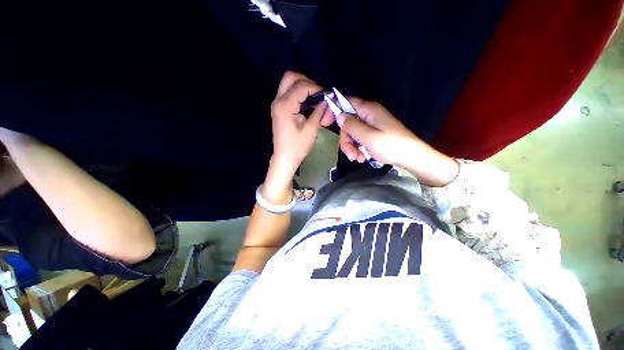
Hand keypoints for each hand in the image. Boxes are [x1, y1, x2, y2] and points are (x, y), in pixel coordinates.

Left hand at [262, 72, 327, 203]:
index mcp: (285, 105)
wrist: (285, 157)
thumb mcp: (311, 129)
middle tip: (318, 93)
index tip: (326, 96)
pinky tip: (308, 104)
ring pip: (288, 83)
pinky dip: (299, 94)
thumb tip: (327, 101)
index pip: (302, 86)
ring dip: (303, 87)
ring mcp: (277, 104)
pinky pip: (288, 93)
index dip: (316, 88)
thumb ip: (319, 112)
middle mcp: (278, 100)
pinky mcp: (279, 108)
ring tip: (315, 98)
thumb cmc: (297, 146)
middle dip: (306, 81)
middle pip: (290, 77)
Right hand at [326, 98, 458, 186]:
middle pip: (347, 123)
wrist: (410, 157)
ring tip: (358, 159)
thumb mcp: (368, 137)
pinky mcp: (372, 134)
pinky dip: (357, 149)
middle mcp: (368, 115)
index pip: (346, 102)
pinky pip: (358, 139)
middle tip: (351, 154)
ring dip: (351, 147)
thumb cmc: (390, 145)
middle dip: (346, 140)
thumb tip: (339, 116)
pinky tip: (361, 158)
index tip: (325, 122)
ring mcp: (370, 125)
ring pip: (351, 133)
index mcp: (368, 110)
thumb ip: (352, 126)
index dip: (334, 109)